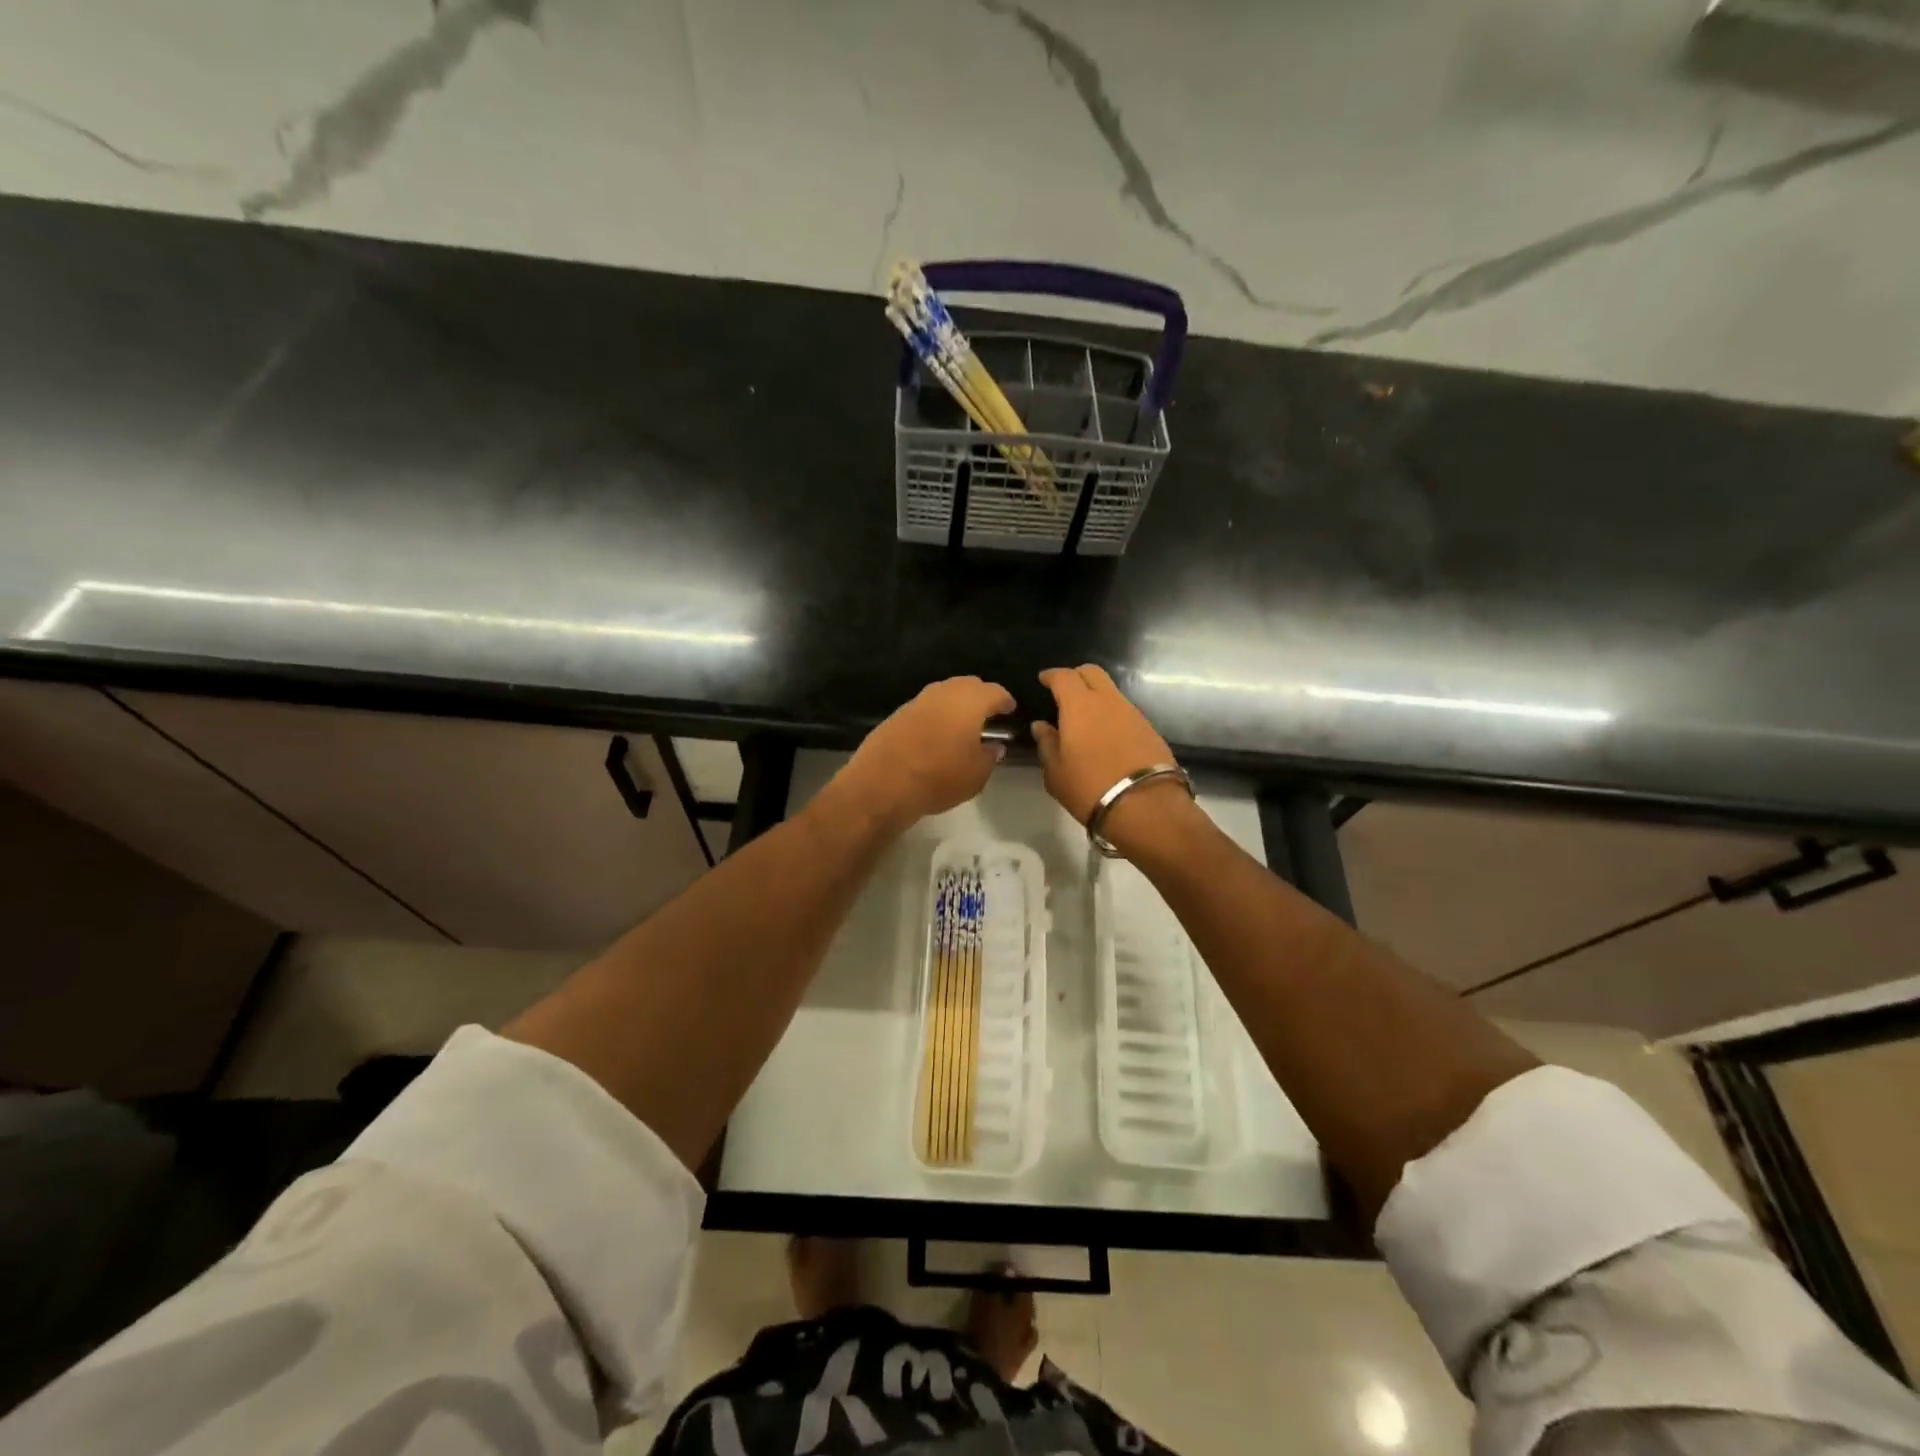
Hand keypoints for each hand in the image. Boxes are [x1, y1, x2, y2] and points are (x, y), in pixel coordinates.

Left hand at [837, 677, 1015, 825]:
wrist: (883, 783)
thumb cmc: (939, 777)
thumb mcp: (976, 775)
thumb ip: (989, 757)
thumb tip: (994, 746)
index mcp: (970, 701)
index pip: (995, 692)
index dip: (1005, 701)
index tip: (1010, 710)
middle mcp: (944, 693)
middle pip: (968, 685)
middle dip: (980, 696)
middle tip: (988, 714)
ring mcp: (917, 701)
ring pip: (944, 693)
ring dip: (956, 704)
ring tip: (963, 724)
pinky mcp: (897, 714)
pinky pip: (925, 707)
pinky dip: (936, 715)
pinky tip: (937, 733)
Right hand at [1034, 665, 1192, 853]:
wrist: (1146, 806)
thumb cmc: (1090, 788)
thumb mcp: (1056, 772)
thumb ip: (1046, 744)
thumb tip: (1041, 726)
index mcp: (1079, 705)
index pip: (1064, 676)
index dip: (1051, 675)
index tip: (1043, 680)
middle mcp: (1108, 701)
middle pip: (1092, 672)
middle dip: (1076, 676)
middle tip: (1064, 692)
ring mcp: (1132, 712)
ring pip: (1111, 691)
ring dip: (1096, 696)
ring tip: (1084, 718)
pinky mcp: (1149, 728)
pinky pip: (1124, 711)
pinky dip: (1111, 714)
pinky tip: (1105, 734)